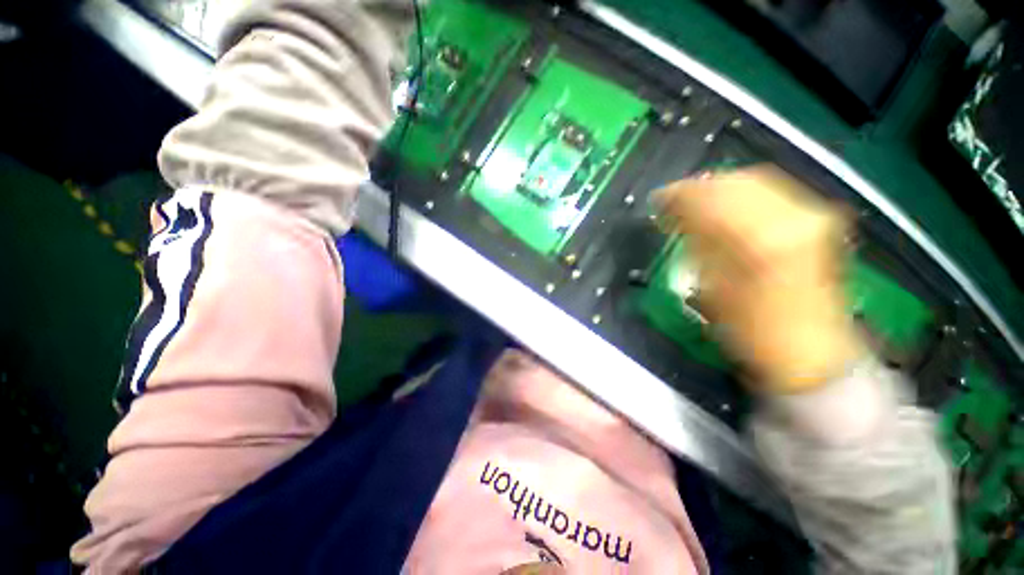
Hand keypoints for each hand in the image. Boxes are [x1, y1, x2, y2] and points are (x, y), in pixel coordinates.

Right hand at [656, 165, 862, 393]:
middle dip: (700, 187)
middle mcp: (791, 219)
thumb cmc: (751, 331)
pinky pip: (773, 194)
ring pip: (757, 182)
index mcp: (759, 240)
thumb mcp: (711, 288)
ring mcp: (810, 218)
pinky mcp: (816, 223)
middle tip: (674, 201)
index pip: (711, 196)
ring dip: (720, 189)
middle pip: (737, 180)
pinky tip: (726, 209)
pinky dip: (742, 195)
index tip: (657, 200)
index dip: (679, 194)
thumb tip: (680, 217)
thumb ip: (698, 245)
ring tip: (696, 204)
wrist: (808, 352)